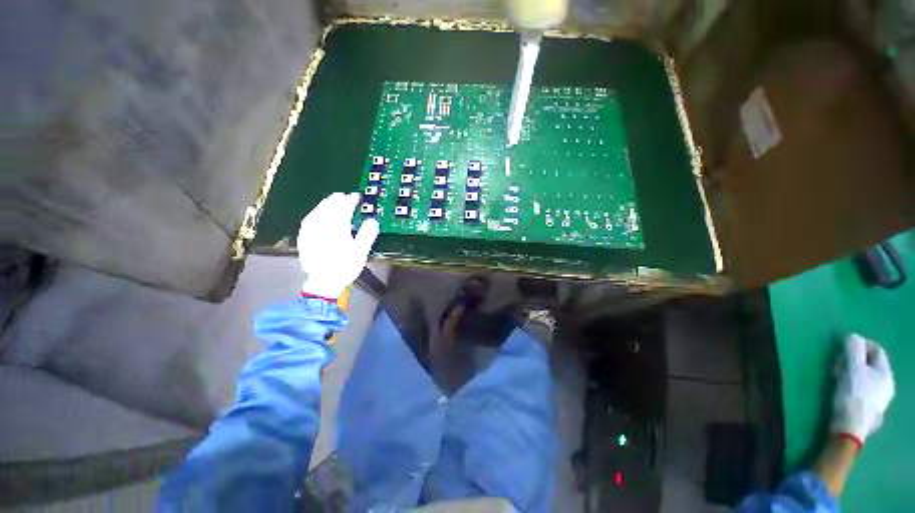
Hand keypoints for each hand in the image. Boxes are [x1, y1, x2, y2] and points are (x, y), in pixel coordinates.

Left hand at [298, 192, 378, 299]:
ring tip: (331, 201)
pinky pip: (309, 220)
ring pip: (317, 211)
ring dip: (325, 204)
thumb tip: (372, 221)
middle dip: (337, 200)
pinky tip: (316, 215)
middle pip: (329, 206)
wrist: (323, 282)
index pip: (344, 208)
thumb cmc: (344, 267)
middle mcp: (322, 226)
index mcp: (338, 227)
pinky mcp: (304, 238)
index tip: (356, 197)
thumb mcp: (361, 252)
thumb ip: (367, 234)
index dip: (351, 200)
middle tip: (344, 196)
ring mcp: (311, 231)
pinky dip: (315, 213)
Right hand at [830, 334, 894, 446]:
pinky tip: (843, 389)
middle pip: (871, 365)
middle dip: (854, 360)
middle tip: (838, 362)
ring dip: (852, 372)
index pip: (877, 351)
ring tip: (837, 376)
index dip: (862, 345)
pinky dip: (853, 384)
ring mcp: (879, 399)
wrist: (850, 428)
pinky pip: (863, 389)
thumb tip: (854, 337)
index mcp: (886, 374)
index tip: (845, 346)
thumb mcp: (852, 369)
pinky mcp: (869, 408)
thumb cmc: (853, 395)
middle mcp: (887, 385)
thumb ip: (854, 350)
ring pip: (866, 377)